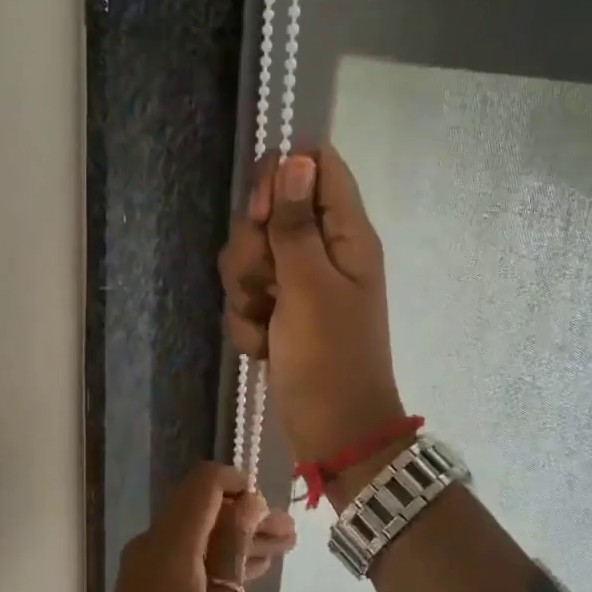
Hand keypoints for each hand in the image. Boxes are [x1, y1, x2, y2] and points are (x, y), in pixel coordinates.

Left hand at [85, 464, 296, 591]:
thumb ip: (234, 549)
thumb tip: (249, 502)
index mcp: (169, 543)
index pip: (203, 483)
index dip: (238, 484)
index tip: (271, 507)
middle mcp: (152, 545)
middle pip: (202, 509)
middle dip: (245, 515)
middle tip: (289, 536)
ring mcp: (145, 569)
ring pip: (196, 535)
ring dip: (235, 539)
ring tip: (282, 550)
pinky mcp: (146, 591)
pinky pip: (185, 558)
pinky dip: (216, 560)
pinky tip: (251, 570)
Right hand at [217, 147, 403, 463]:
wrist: (332, 433)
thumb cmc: (329, 359)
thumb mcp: (309, 287)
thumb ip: (296, 224)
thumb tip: (296, 159)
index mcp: (346, 234)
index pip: (317, 166)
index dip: (280, 176)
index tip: (260, 213)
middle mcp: (323, 249)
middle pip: (270, 210)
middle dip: (252, 248)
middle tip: (265, 282)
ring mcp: (299, 282)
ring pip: (250, 255)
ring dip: (245, 290)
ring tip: (265, 323)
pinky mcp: (279, 310)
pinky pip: (246, 294)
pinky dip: (248, 321)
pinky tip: (263, 345)